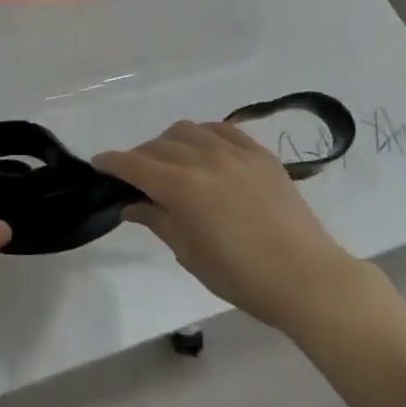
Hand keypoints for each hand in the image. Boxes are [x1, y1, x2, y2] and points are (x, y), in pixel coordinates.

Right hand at [96, 121, 365, 332]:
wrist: (307, 277)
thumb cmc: (242, 277)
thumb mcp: (190, 254)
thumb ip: (157, 221)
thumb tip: (131, 204)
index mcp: (183, 187)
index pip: (135, 164)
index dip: (113, 162)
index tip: (98, 164)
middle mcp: (205, 159)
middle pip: (158, 145)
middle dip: (139, 157)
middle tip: (136, 177)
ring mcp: (235, 152)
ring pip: (187, 130)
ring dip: (169, 142)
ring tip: (170, 162)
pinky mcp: (260, 153)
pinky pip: (222, 128)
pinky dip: (203, 134)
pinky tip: (203, 149)